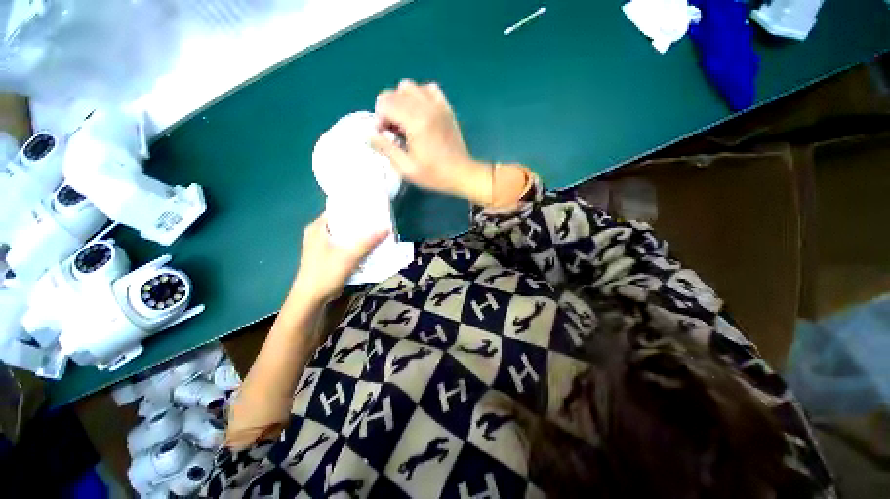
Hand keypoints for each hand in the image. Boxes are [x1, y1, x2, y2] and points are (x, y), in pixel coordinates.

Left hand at [292, 213, 387, 302]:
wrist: (311, 299)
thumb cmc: (326, 273)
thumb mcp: (349, 256)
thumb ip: (368, 241)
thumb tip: (387, 227)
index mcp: (318, 227)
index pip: (337, 209)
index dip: (354, 206)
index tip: (372, 206)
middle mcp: (318, 233)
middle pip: (343, 222)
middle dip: (360, 221)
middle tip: (378, 219)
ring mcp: (322, 245)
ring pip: (344, 234)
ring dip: (359, 234)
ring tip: (377, 230)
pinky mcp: (327, 256)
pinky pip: (344, 245)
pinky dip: (355, 244)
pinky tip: (369, 245)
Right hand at [371, 79, 492, 204]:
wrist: (461, 174)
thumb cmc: (434, 175)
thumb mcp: (407, 168)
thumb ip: (386, 149)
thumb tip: (368, 136)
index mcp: (415, 121)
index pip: (385, 102)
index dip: (379, 119)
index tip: (385, 136)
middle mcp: (426, 107)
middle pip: (394, 92)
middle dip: (388, 110)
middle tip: (394, 131)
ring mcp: (438, 105)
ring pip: (410, 87)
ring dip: (402, 101)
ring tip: (406, 121)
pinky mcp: (446, 108)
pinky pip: (429, 89)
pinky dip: (420, 96)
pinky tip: (421, 113)